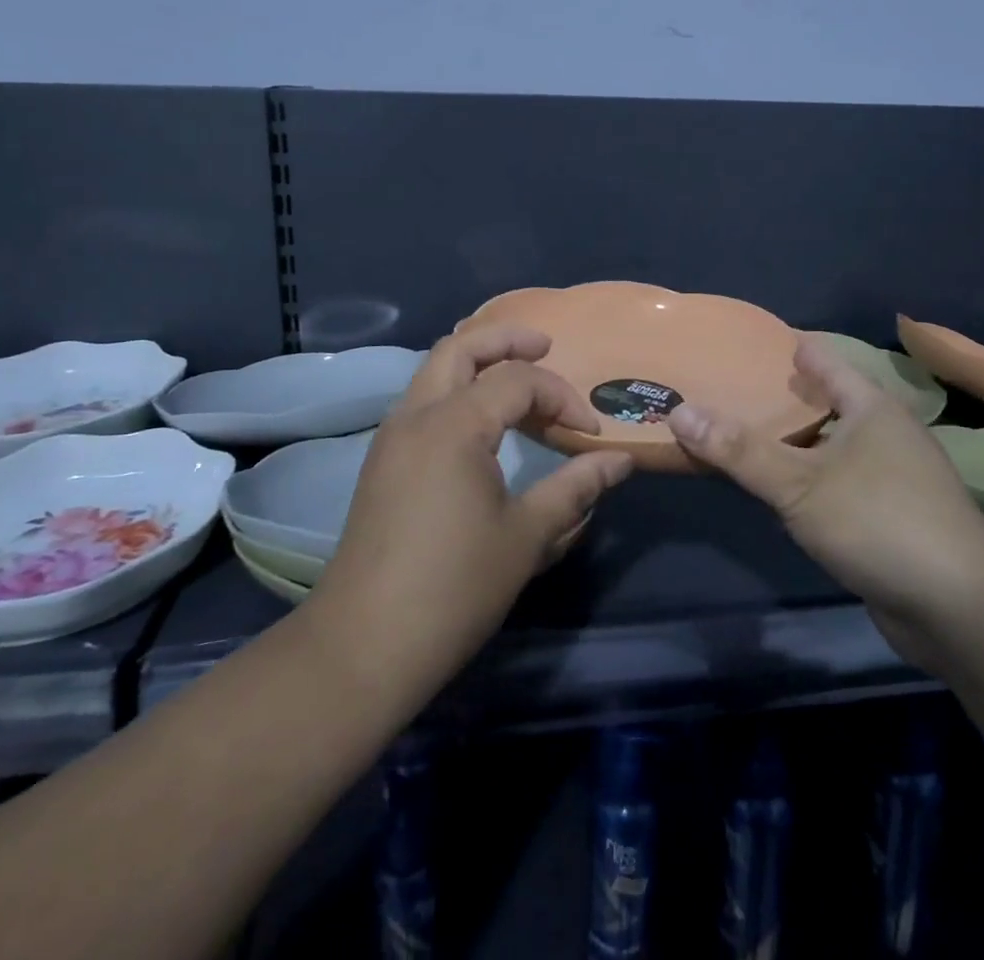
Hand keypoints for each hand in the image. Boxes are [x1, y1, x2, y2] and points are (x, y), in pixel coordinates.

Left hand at [311, 326, 633, 692]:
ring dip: (476, 360)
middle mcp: (416, 415)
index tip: (591, 433)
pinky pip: (422, 400)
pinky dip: (456, 388)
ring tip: (516, 376)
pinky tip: (480, 420)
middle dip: (507, 338)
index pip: (518, 380)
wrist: (363, 645)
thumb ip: (576, 487)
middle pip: (460, 346)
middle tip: (546, 345)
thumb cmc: (454, 588)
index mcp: (453, 425)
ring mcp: (392, 437)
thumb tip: (620, 461)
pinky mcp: (382, 462)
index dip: (562, 397)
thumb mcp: (527, 536)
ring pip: (434, 369)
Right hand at [667, 334, 983, 648]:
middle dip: (782, 395)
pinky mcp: (891, 515)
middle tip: (729, 388)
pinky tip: (779, 487)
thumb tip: (678, 409)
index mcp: (872, 407)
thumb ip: (739, 449)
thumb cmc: (879, 523)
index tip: (744, 342)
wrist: (961, 611)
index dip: (787, 347)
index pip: (825, 359)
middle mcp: (887, 433)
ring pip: (832, 443)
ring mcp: (894, 476)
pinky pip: (838, 480)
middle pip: (828, 400)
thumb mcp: (799, 484)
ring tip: (744, 432)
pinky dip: (807, 475)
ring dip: (794, 439)